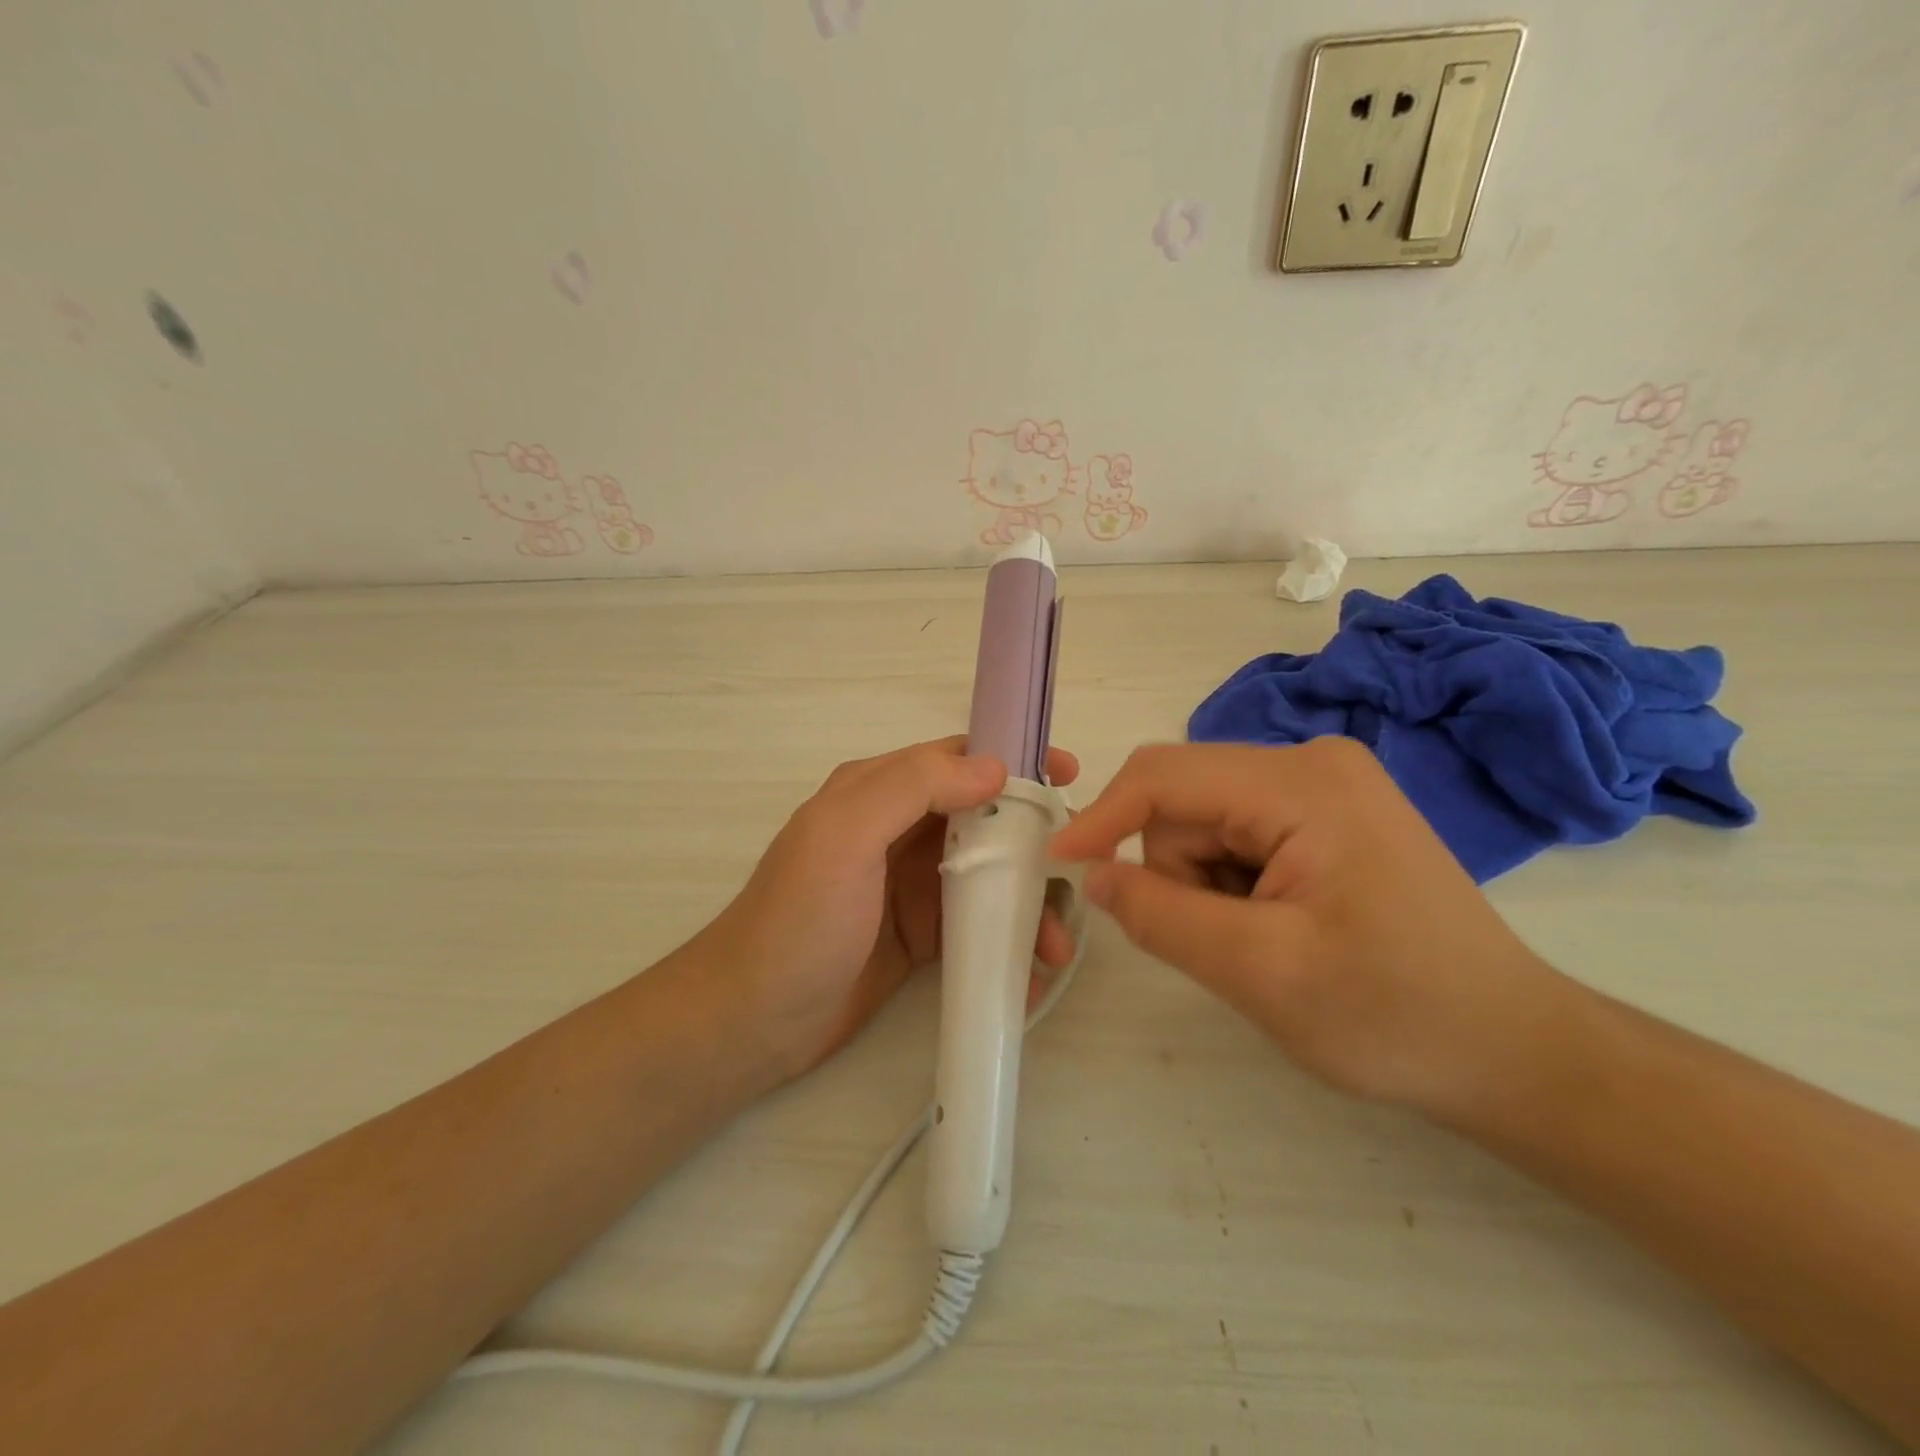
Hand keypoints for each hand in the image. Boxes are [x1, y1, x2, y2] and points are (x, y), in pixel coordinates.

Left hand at [688, 736, 1080, 1081]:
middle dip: (1034, 840)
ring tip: (1057, 946)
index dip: (1013, 761)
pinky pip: (976, 927)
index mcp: (877, 792)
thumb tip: (994, 768)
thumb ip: (912, 788)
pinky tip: (1032, 973)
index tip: (1068, 778)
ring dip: (1027, 902)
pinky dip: (1008, 942)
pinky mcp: (918, 936)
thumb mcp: (844, 836)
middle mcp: (898, 831)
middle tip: (1078, 871)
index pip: (956, 759)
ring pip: (987, 875)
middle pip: (983, 819)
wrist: (753, 1021)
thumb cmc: (799, 920)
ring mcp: (910, 886)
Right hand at [1049, 738, 1563, 1117]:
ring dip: (1208, 887)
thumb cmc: (1396, 1015)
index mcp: (1301, 783)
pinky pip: (1238, 838)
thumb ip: (1161, 917)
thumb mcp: (1261, 973)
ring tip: (1266, 942)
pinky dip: (1234, 887)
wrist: (1512, 1052)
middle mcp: (1310, 763)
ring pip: (1206, 826)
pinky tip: (1283, 927)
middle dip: (1181, 876)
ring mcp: (1323, 788)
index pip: (1164, 777)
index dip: (1101, 817)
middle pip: (1186, 805)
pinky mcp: (1327, 817)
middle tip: (1231, 944)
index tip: (1060, 864)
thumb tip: (1093, 873)